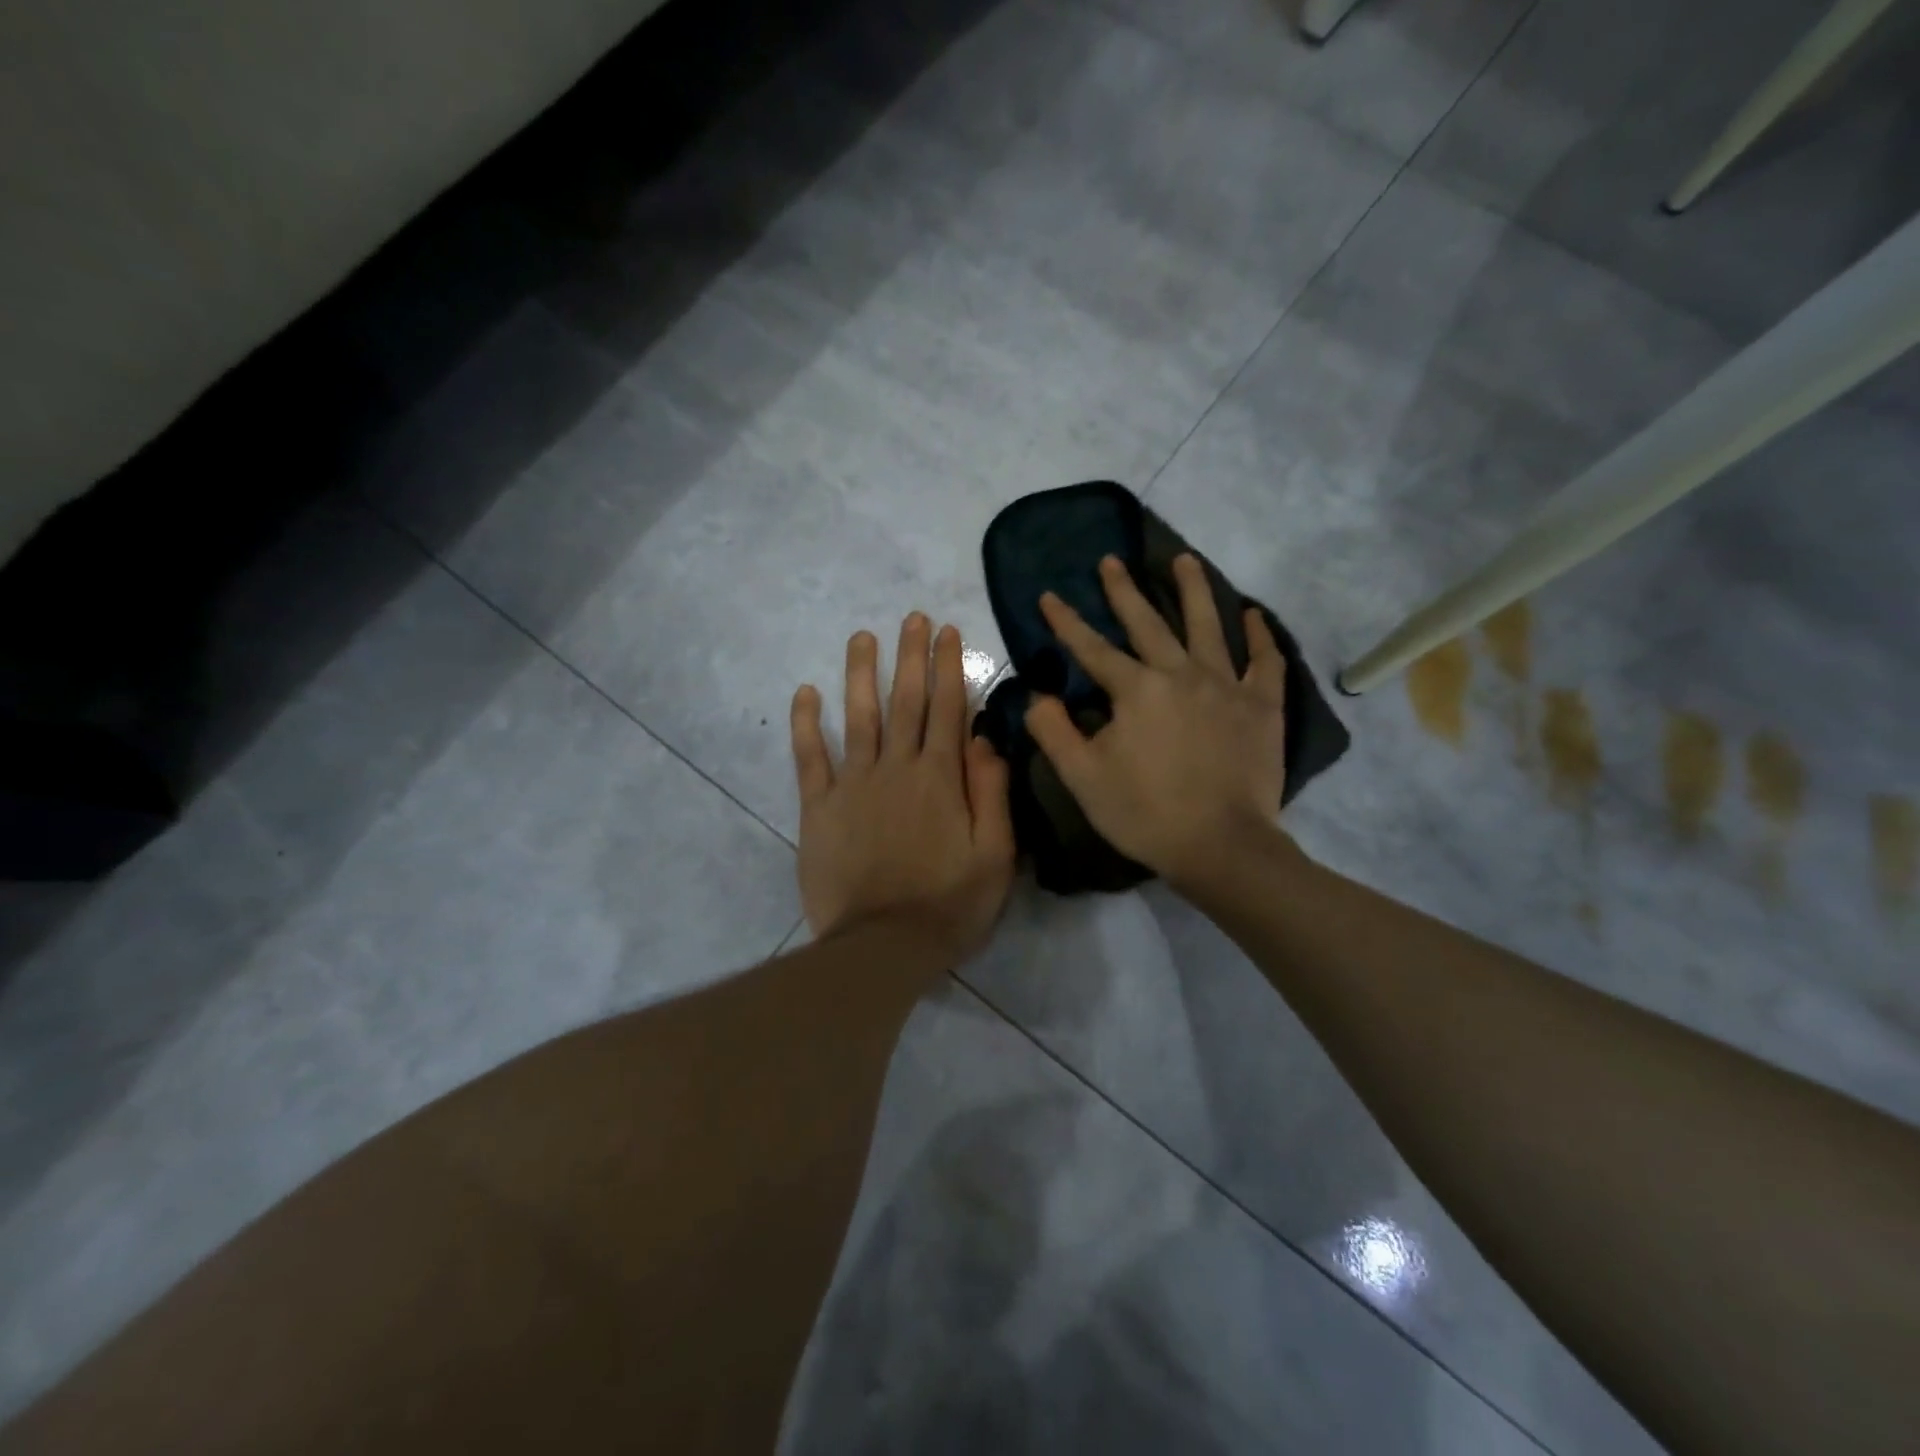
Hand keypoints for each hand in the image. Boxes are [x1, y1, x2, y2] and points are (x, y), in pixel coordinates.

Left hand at [791, 614, 1015, 965]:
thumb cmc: (949, 905)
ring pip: (858, 717)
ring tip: (862, 636)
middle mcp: (896, 768)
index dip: (948, 667)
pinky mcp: (818, 808)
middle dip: (910, 656)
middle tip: (912, 618)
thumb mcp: (995, 855)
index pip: (947, 709)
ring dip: (860, 673)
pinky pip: (810, 758)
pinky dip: (807, 724)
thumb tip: (984, 738)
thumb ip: (992, 792)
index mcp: (940, 778)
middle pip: (905, 702)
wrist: (882, 947)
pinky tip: (806, 692)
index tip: (947, 631)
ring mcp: (853, 785)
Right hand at [1024, 554, 1289, 891]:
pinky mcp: (1262, 706)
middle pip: (1148, 623)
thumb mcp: (1082, 777)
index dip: (1066, 622)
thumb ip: (1053, 732)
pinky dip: (1261, 635)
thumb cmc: (1145, 813)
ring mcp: (1226, 686)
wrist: (1221, 846)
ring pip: (1209, 625)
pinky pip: (1264, 661)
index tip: (1049, 595)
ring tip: (1183, 559)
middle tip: (1111, 561)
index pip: (1092, 649)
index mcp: (1136, 690)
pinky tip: (1254, 614)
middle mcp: (1181, 674)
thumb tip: (1036, 696)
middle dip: (1124, 590)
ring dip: (1193, 590)